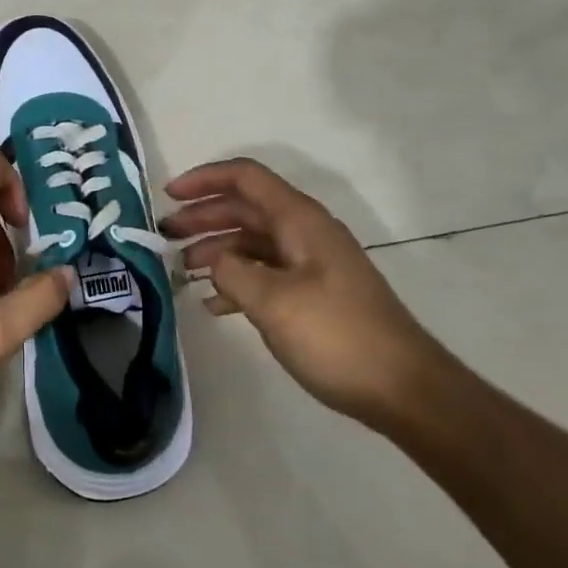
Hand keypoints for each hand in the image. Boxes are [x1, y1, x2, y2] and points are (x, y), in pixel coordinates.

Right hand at [162, 158, 445, 425]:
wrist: (403, 388)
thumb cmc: (336, 335)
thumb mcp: (273, 302)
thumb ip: (233, 272)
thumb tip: (215, 262)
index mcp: (299, 220)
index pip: (245, 178)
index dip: (204, 178)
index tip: (168, 196)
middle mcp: (304, 232)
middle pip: (244, 208)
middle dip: (202, 217)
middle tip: (164, 236)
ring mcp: (310, 263)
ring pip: (252, 242)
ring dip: (215, 250)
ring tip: (182, 271)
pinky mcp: (313, 293)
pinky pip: (265, 273)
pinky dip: (236, 281)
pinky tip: (213, 305)